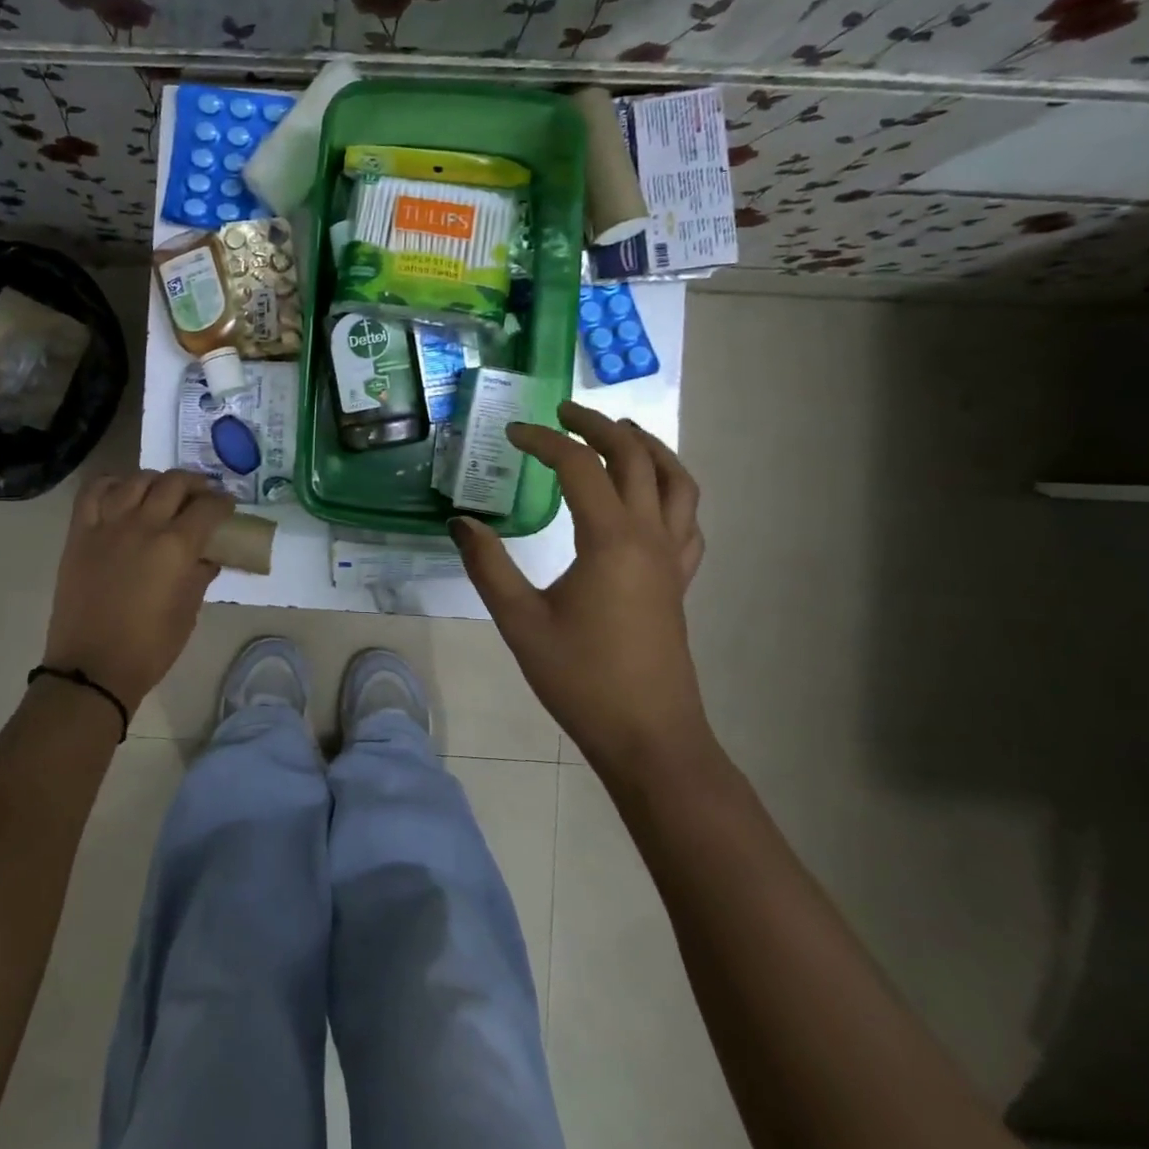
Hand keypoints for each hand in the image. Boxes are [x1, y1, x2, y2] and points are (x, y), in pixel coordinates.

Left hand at [43, 469, 233, 713]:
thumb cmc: (149, 648)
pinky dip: (111, 484)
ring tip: (163, 492)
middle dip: (195, 484)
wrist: (92, 668)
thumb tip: (207, 557)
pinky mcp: (80, 533)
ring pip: (136, 480)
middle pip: (174, 484)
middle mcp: (143, 525)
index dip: (223, 503)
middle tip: (202, 495)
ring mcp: (108, 525)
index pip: (207, 508)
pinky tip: (122, 492)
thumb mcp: (188, 613)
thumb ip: (200, 576)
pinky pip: (94, 491)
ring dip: (157, 480)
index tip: (227, 506)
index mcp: (176, 547)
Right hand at [450, 402, 708, 776]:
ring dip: (647, 447)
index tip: (512, 433)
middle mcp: (649, 537)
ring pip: (676, 481)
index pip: (579, 466)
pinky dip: (670, 489)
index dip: (544, 441)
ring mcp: (672, 558)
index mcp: (611, 540)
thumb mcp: (520, 621)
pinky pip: (687, 518)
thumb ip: (488, 566)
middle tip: (564, 412)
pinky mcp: (679, 580)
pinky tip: (650, 495)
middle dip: (600, 426)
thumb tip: (461, 523)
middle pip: (635, 458)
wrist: (648, 736)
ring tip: (617, 433)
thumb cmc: (581, 678)